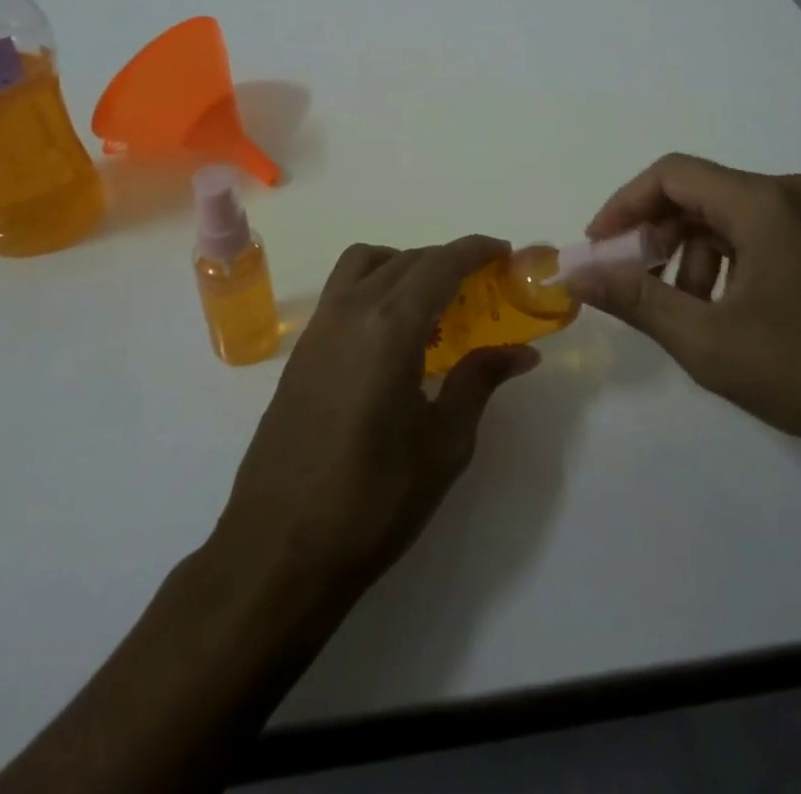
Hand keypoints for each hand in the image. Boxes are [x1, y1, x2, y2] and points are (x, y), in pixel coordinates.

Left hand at [213, 236, 540, 598]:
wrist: (279, 551)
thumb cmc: (373, 500)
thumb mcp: (444, 444)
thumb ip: (480, 382)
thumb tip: (522, 351)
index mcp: (390, 328)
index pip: (439, 264)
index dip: (475, 250)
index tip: (504, 252)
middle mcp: (351, 311)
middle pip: (406, 259)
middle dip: (447, 260)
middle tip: (481, 284)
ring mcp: (319, 328)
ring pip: (365, 264)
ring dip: (404, 264)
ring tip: (433, 300)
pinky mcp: (301, 351)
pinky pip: (343, 291)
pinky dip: (375, 285)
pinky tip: (393, 333)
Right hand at [564, 153, 800, 476]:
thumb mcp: (708, 341)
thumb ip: (637, 298)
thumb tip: (576, 273)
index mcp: (763, 202)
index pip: (671, 174)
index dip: (624, 205)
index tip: (598, 248)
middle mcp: (791, 195)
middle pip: (700, 193)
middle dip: (656, 234)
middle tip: (633, 281)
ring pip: (728, 217)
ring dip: (691, 254)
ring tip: (687, 311)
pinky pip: (759, 235)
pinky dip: (726, 263)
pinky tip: (727, 313)